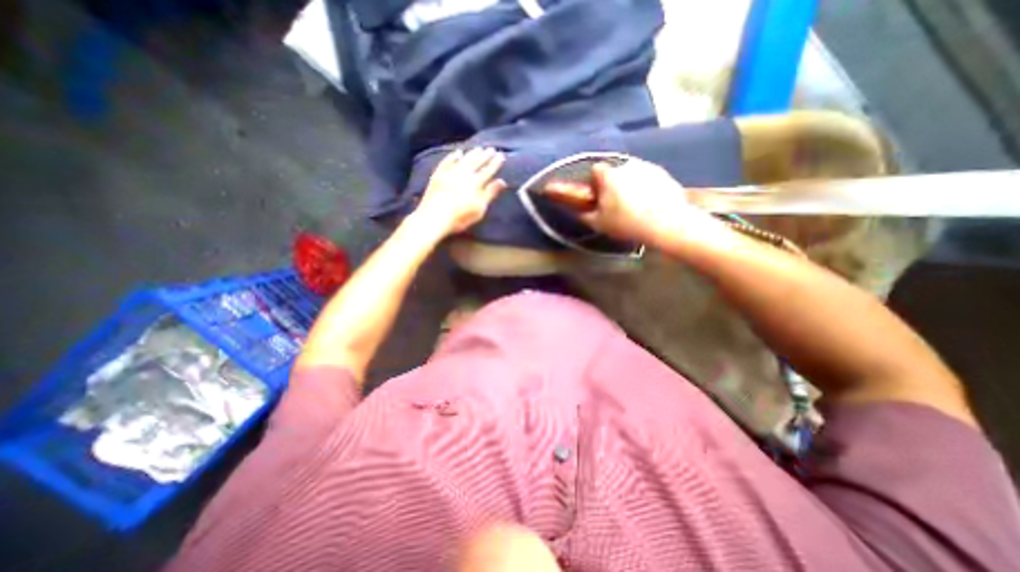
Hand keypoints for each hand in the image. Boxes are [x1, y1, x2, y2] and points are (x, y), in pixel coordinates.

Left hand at [412, 148, 506, 236]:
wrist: (434, 217)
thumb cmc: (460, 216)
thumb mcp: (479, 208)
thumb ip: (490, 193)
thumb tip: (502, 181)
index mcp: (475, 182)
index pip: (488, 170)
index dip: (495, 163)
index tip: (501, 155)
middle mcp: (463, 174)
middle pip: (476, 162)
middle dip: (485, 155)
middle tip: (491, 148)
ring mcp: (450, 172)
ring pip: (463, 160)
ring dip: (471, 153)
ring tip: (478, 148)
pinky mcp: (438, 175)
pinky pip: (447, 161)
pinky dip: (453, 156)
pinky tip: (457, 153)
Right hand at [577, 159, 728, 245]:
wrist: (666, 224)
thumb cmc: (627, 223)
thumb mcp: (599, 224)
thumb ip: (585, 215)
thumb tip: (577, 210)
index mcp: (609, 175)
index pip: (595, 169)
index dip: (594, 181)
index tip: (597, 194)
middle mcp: (627, 165)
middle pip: (615, 171)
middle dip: (613, 183)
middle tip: (616, 203)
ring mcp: (648, 167)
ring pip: (632, 173)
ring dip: (630, 184)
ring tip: (635, 205)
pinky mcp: (664, 173)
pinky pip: (649, 177)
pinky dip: (647, 186)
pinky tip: (650, 203)